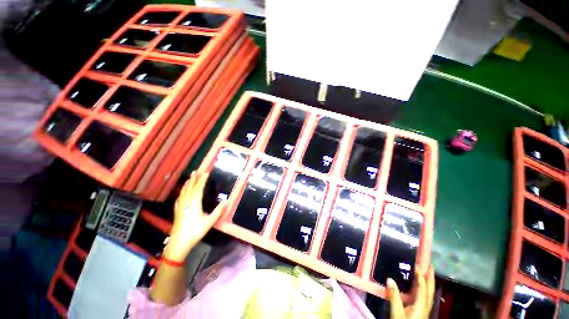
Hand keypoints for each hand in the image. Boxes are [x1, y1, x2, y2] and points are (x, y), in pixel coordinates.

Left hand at [163, 171, 226, 261]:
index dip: (202, 179)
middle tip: (197, 171)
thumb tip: (227, 200)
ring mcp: (180, 206)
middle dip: (193, 179)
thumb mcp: (209, 222)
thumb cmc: (195, 232)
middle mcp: (186, 202)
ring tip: (189, 178)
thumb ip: (218, 211)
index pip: (198, 188)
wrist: (178, 243)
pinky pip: (179, 198)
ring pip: (183, 192)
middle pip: (189, 187)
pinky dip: (181, 193)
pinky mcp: (176, 211)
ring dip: (187, 184)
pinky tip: (182, 193)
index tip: (206, 172)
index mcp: (194, 203)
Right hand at [387, 266, 434, 318]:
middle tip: (429, 265)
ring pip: (429, 294)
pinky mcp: (420, 312)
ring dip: (428, 283)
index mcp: (421, 306)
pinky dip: (424, 289)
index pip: (423, 289)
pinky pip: (425, 297)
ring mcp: (424, 310)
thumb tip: (389, 279)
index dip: (421, 277)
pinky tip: (419, 288)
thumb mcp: (396, 313)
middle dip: (430, 278)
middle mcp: (425, 307)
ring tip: (426, 273)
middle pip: (430, 291)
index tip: (417, 265)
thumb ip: (394, 297)